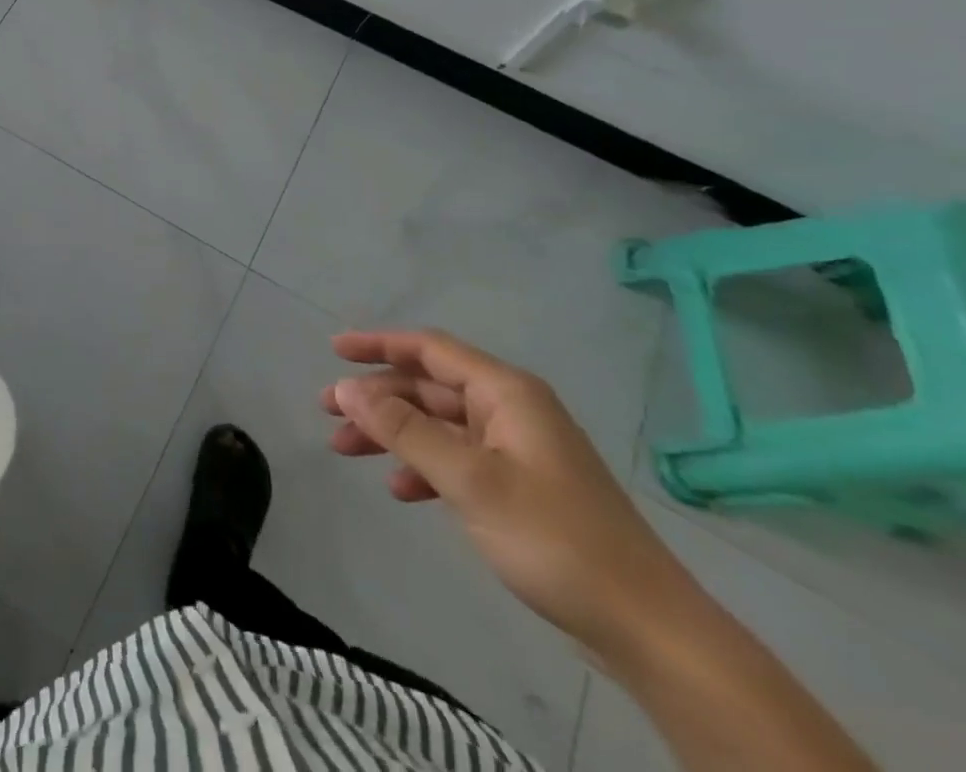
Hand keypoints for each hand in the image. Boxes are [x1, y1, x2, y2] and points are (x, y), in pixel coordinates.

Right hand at [322, 329, 695, 661]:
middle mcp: (510, 410)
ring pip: (437, 425)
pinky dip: (423, 467)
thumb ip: (403, 431)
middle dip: (376, 398)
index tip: (333, 350)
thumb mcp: (469, 480)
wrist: (648, 629)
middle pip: (428, 387)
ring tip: (346, 449)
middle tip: (327, 411)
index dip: (378, 344)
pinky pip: (456, 459)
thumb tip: (345, 389)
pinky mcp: (520, 487)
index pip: (430, 349)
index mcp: (506, 393)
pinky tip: (401, 491)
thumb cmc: (554, 537)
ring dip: (392, 434)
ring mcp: (517, 449)